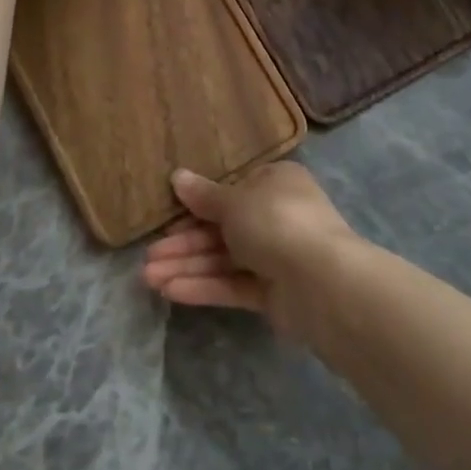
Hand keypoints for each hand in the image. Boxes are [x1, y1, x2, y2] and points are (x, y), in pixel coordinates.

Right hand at [140, 163, 364, 338]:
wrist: (322, 281)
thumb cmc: (276, 221)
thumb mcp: (234, 201)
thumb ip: (204, 196)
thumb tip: (177, 176)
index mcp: (276, 183)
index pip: (232, 191)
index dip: (197, 204)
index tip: (167, 215)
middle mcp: (277, 216)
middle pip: (222, 228)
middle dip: (184, 243)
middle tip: (148, 257)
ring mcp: (277, 256)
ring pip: (224, 259)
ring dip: (187, 266)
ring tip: (148, 278)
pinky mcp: (274, 293)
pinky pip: (233, 284)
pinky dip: (204, 286)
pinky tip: (170, 291)